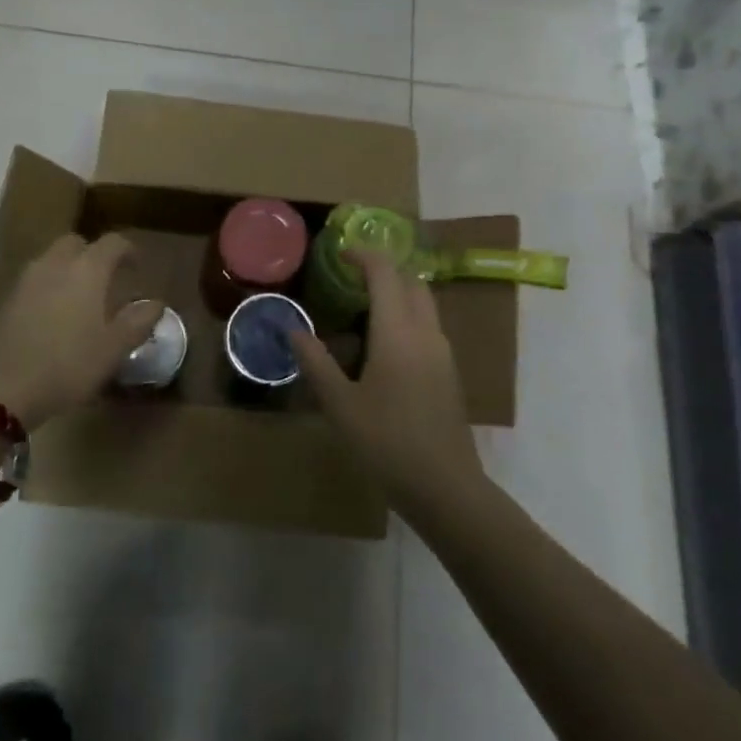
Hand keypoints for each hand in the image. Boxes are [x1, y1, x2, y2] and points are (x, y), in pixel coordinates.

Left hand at [0, 234, 163, 429]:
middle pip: (76, 243)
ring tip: (81, 298)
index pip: (112, 243)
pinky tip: (54, 315)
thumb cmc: (68, 364)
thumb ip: (138, 322)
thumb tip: (155, 303)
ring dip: (69, 269)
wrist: (3, 387)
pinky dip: (49, 286)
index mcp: (87, 269)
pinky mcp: (7, 298)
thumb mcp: (113, 349)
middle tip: (106, 280)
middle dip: (93, 254)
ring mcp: (26, 279)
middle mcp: (55, 264)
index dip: (128, 250)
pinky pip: (35, 280)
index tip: (137, 267)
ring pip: (52, 259)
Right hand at [291, 250, 483, 515]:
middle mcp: (426, 333)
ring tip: (359, 313)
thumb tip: (292, 329)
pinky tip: (380, 348)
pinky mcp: (449, 372)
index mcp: (398, 333)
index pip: (385, 273)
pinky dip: (405, 318)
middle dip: (383, 271)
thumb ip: (315, 362)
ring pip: (423, 304)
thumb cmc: (386, 443)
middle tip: (349, 280)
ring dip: (396, 295)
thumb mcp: (340, 404)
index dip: (363, 255)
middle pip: (411, 282)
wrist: (445, 488)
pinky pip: (427, 327)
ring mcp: (443, 352)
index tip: (340, 252)